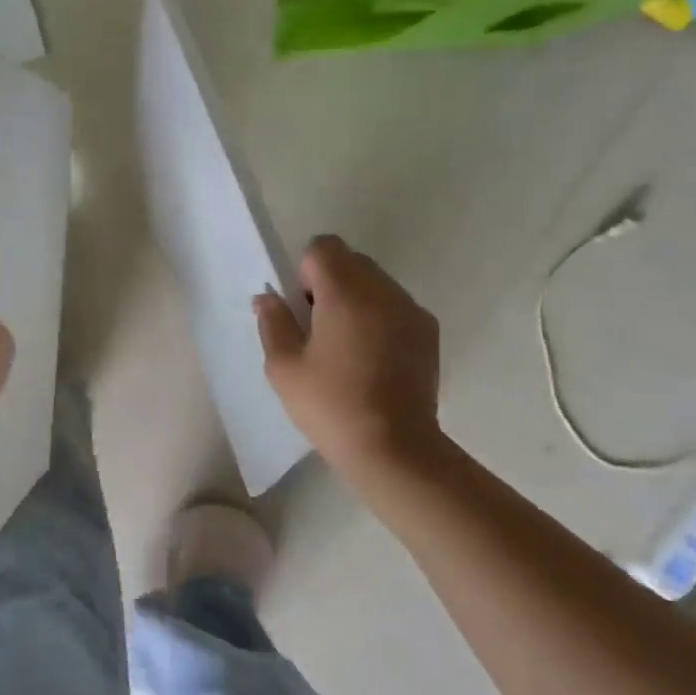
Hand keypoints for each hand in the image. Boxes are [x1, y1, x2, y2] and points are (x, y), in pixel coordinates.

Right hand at [254, 235, 443, 470]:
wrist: (393, 447)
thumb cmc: (330, 404)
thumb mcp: (284, 367)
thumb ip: (273, 323)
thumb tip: (268, 297)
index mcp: (346, 293)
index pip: (323, 247)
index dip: (305, 272)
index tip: (302, 309)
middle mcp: (384, 291)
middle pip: (352, 261)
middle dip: (330, 283)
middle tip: (317, 329)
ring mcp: (411, 311)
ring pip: (376, 283)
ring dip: (355, 300)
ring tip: (345, 347)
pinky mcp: (428, 332)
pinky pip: (396, 306)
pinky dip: (379, 318)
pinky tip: (370, 359)